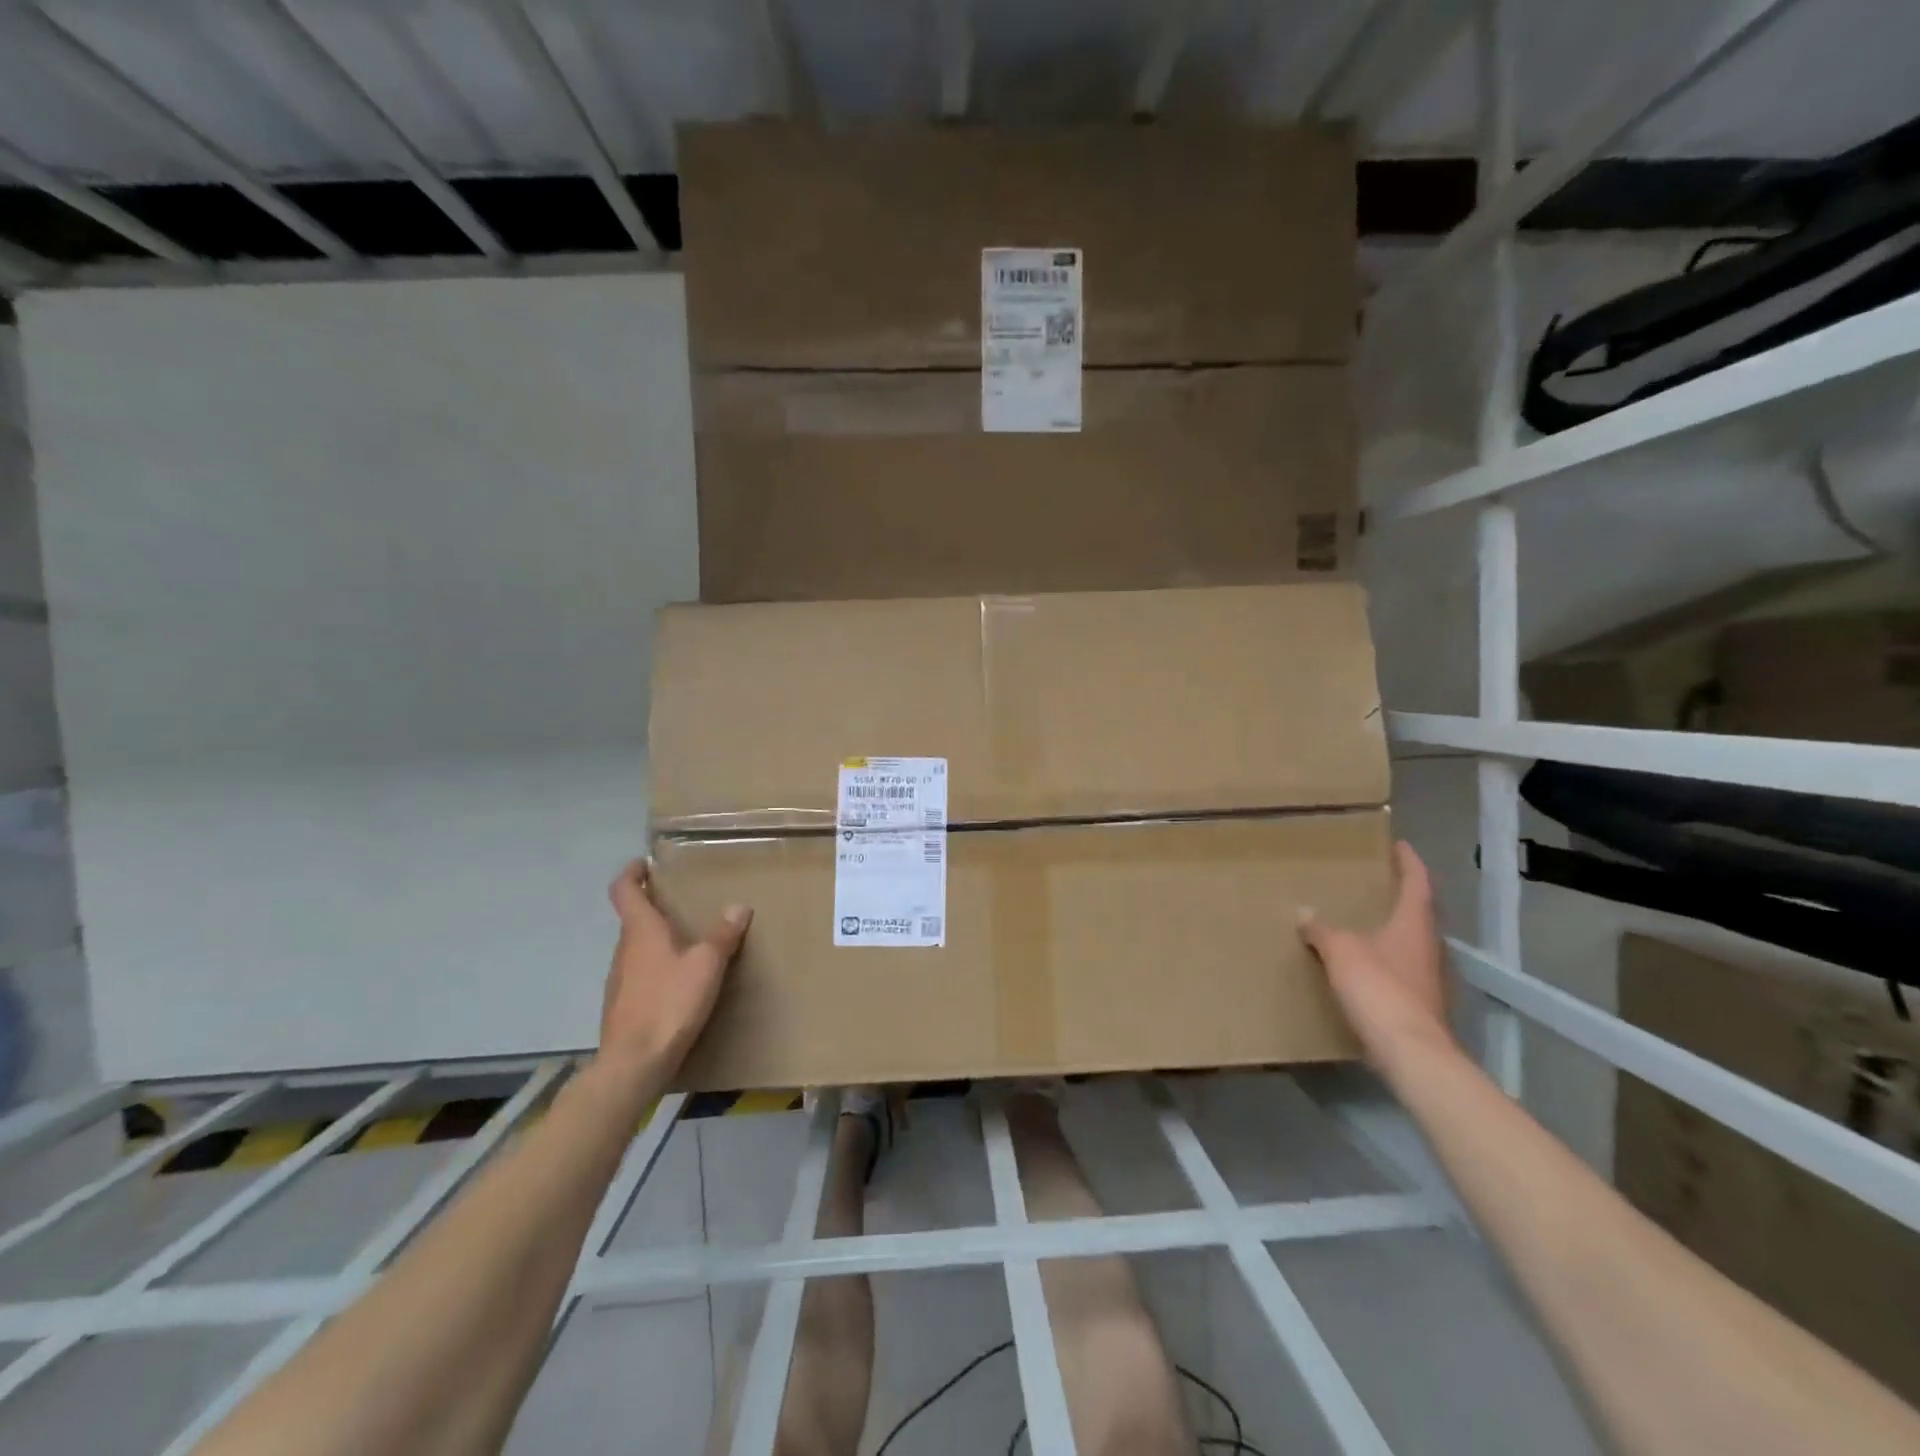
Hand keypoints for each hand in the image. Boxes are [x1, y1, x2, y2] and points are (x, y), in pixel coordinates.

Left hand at [600, 858, 750, 1073]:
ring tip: (686, 943)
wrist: (634, 1063)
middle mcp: (624, 950)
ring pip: (636, 949)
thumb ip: (723, 935)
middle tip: (680, 904)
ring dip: (655, 940)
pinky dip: (655, 968)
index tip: (644, 864)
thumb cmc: (670, 1002)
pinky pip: (638, 975)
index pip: (623, 890)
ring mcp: (618, 980)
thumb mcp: (707, 964)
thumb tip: (739, 906)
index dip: (631, 873)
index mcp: (641, 931)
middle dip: (653, 908)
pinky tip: (677, 983)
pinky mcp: (621, 1006)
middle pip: (632, 920)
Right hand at [1298, 841, 1451, 1067]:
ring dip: (1392, 930)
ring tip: (1364, 922)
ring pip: (1411, 943)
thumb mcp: (1341, 951)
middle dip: (1401, 896)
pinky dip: (1385, 960)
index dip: (1409, 862)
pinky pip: (1402, 969)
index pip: (1418, 883)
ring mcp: (1428, 977)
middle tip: (1376, 883)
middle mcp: (1428, 946)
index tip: (1399, 845)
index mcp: (1414, 924)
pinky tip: (1364, 966)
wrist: (1410, 1053)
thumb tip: (1304, 913)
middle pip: (1419, 913)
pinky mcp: (1420, 1003)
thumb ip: (1322, 930)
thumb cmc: (1379, 988)